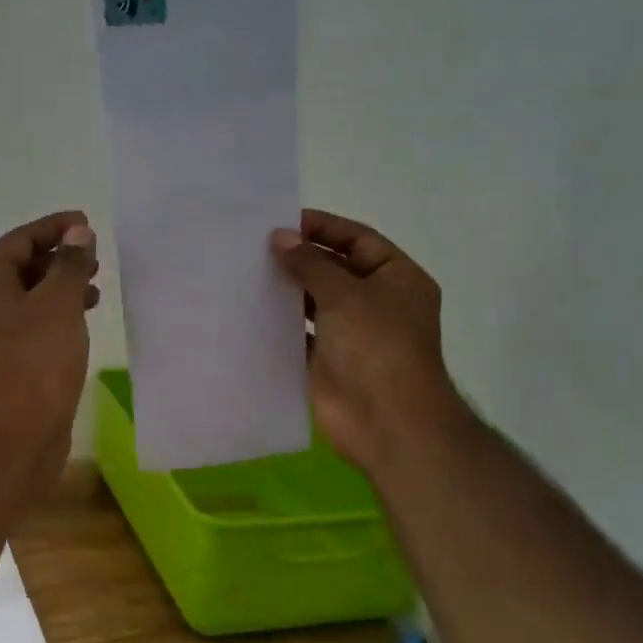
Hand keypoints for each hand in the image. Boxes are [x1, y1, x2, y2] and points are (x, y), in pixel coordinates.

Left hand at [0, 211, 99, 461]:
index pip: (19, 239)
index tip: (86, 223)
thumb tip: (78, 232)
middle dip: (59, 257)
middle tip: (94, 258)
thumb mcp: (58, 302)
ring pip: (30, 297)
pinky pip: (35, 323)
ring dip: (62, 286)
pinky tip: (83, 320)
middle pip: (22, 266)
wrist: (13, 432)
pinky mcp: (11, 360)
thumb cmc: (35, 358)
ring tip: (96, 288)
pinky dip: (59, 314)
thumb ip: (70, 264)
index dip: (53, 227)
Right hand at [270, 209, 470, 478]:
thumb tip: (279, 237)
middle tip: (254, 246)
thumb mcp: (345, 294)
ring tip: (246, 272)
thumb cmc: (376, 346)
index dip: (322, 228)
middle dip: (299, 258)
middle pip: (334, 269)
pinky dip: (278, 323)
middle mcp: (376, 302)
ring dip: (286, 289)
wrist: (386, 421)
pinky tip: (248, 310)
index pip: (358, 239)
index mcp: (397, 278)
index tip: (281, 221)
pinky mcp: (327, 361)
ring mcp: (351, 334)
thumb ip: (309, 263)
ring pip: (314, 301)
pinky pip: (299, 334)